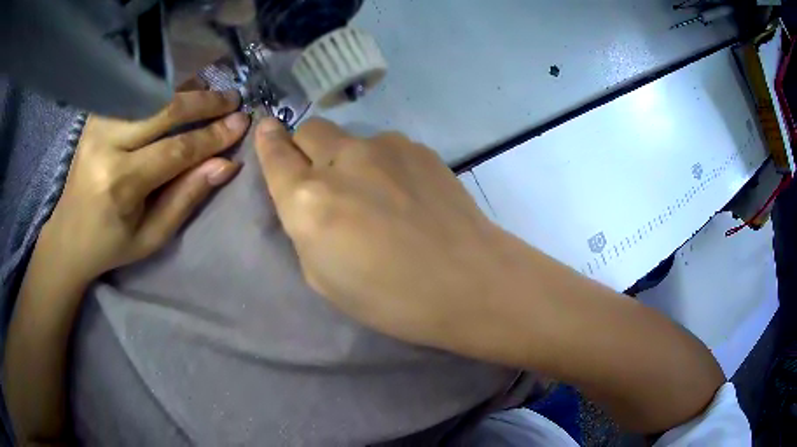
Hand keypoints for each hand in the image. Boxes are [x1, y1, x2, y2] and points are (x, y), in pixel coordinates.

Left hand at [40, 90, 249, 283]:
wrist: (68, 236)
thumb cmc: (111, 244)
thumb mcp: (152, 237)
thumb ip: (186, 197)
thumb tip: (225, 164)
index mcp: (119, 184)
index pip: (175, 150)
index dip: (211, 136)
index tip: (241, 123)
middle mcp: (106, 145)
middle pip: (163, 110)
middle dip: (203, 103)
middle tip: (232, 101)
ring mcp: (98, 125)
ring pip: (150, 94)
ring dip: (185, 91)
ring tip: (211, 93)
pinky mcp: (95, 117)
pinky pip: (135, 94)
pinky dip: (161, 90)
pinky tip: (179, 92)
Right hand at [253, 117, 512, 353]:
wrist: (469, 281)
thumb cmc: (391, 298)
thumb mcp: (323, 277)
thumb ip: (304, 228)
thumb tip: (306, 196)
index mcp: (309, 200)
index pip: (276, 154)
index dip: (268, 142)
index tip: (267, 132)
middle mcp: (343, 161)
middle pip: (311, 129)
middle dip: (307, 148)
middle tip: (325, 178)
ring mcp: (385, 147)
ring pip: (350, 137)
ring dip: (349, 158)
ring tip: (377, 195)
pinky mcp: (418, 148)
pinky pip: (385, 147)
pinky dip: (382, 164)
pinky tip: (407, 194)